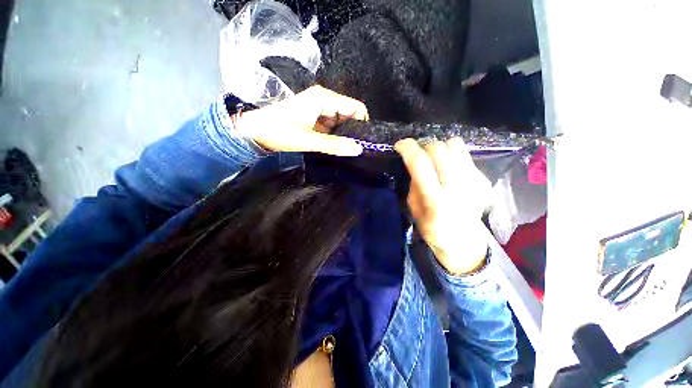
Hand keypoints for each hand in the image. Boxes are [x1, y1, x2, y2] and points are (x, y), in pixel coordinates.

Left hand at [237, 85, 368, 155]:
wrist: (255, 131)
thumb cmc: (279, 131)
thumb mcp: (309, 140)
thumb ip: (334, 145)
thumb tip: (358, 149)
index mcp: (324, 98)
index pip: (355, 107)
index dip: (362, 123)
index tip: (363, 141)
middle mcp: (324, 100)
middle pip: (349, 114)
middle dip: (353, 131)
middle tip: (354, 149)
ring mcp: (319, 109)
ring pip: (341, 122)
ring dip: (344, 135)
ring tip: (344, 149)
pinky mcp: (315, 117)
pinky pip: (332, 126)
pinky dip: (335, 136)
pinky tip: (335, 146)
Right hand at [395, 138, 490, 275]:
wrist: (463, 240)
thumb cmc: (432, 227)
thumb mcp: (414, 208)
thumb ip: (415, 183)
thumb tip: (414, 162)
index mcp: (435, 199)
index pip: (421, 164)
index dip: (408, 149)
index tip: (400, 144)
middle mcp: (457, 187)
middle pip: (439, 149)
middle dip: (423, 145)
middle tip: (417, 152)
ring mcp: (474, 181)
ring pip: (456, 145)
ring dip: (440, 147)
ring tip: (434, 158)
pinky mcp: (483, 179)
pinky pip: (465, 154)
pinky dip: (452, 155)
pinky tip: (449, 169)